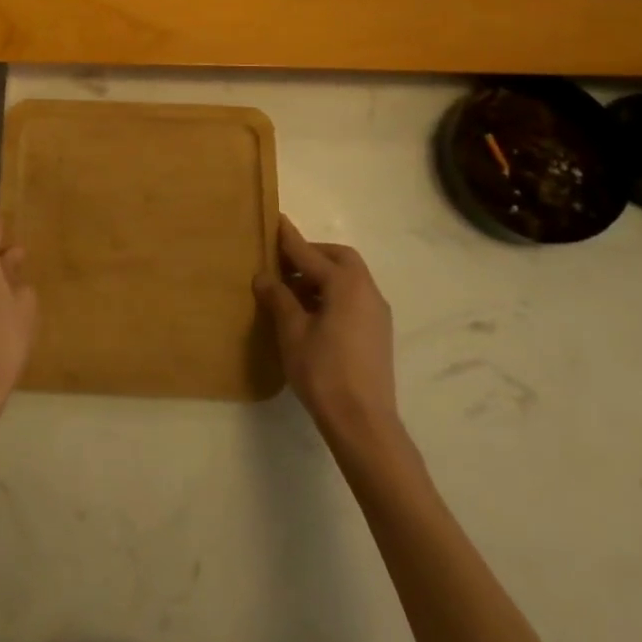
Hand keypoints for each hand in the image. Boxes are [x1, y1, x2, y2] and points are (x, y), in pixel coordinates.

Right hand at [256, 216, 398, 437]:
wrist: (363, 423)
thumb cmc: (323, 371)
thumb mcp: (292, 331)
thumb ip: (278, 298)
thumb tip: (264, 276)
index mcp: (345, 284)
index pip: (309, 253)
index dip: (288, 238)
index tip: (274, 219)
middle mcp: (366, 291)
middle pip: (338, 258)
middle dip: (310, 255)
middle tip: (282, 263)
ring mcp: (376, 313)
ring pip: (348, 278)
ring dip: (321, 275)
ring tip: (291, 291)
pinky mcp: (377, 332)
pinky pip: (352, 297)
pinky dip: (331, 293)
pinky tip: (311, 313)